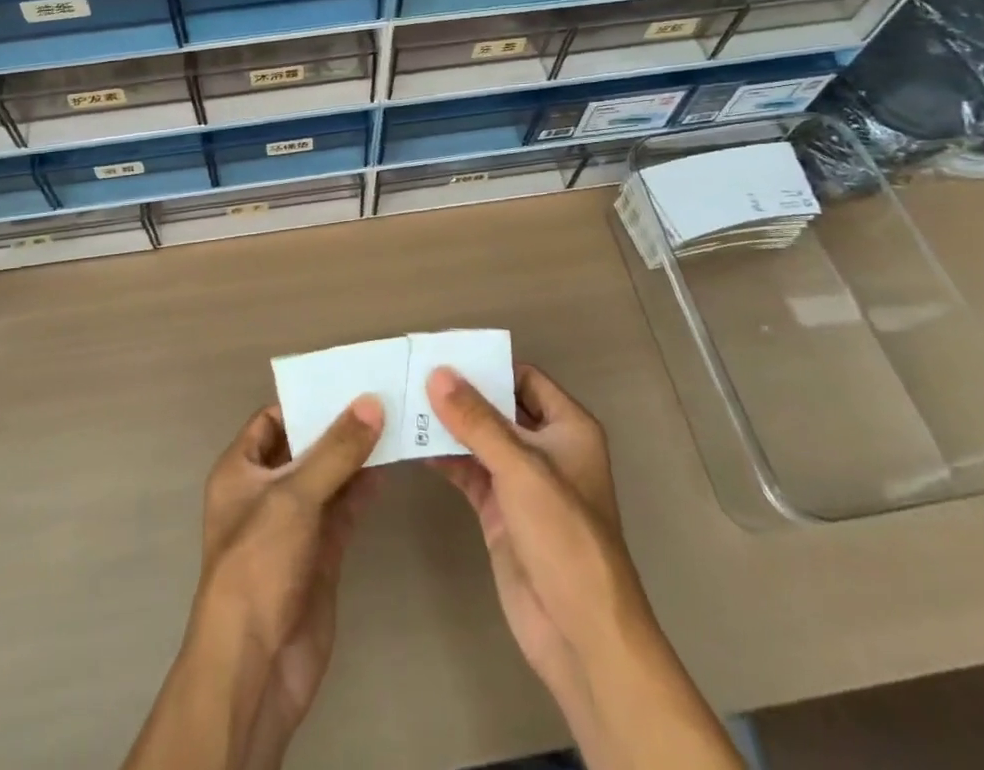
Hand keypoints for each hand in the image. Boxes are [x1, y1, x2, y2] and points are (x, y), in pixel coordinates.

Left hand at [197, 398, 384, 766]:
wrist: (256, 666)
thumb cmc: (259, 564)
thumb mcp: (295, 496)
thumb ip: (336, 449)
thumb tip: (371, 402)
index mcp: (241, 470)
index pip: (273, 419)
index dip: (306, 399)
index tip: (348, 380)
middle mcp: (265, 491)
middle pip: (304, 446)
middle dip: (338, 425)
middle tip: (382, 394)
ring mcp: (294, 524)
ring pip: (328, 477)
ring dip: (356, 455)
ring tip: (395, 422)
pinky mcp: (320, 553)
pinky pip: (344, 509)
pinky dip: (364, 489)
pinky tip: (391, 466)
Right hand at [424, 365, 647, 735]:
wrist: (580, 633)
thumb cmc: (564, 536)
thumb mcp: (521, 469)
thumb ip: (476, 420)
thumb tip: (438, 374)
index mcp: (568, 428)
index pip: (523, 377)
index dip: (487, 363)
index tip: (443, 350)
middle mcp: (545, 448)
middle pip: (497, 406)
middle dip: (460, 393)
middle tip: (413, 371)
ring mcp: (521, 482)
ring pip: (479, 439)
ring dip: (447, 425)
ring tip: (403, 403)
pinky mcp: (500, 511)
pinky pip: (468, 472)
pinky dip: (444, 458)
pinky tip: (412, 445)